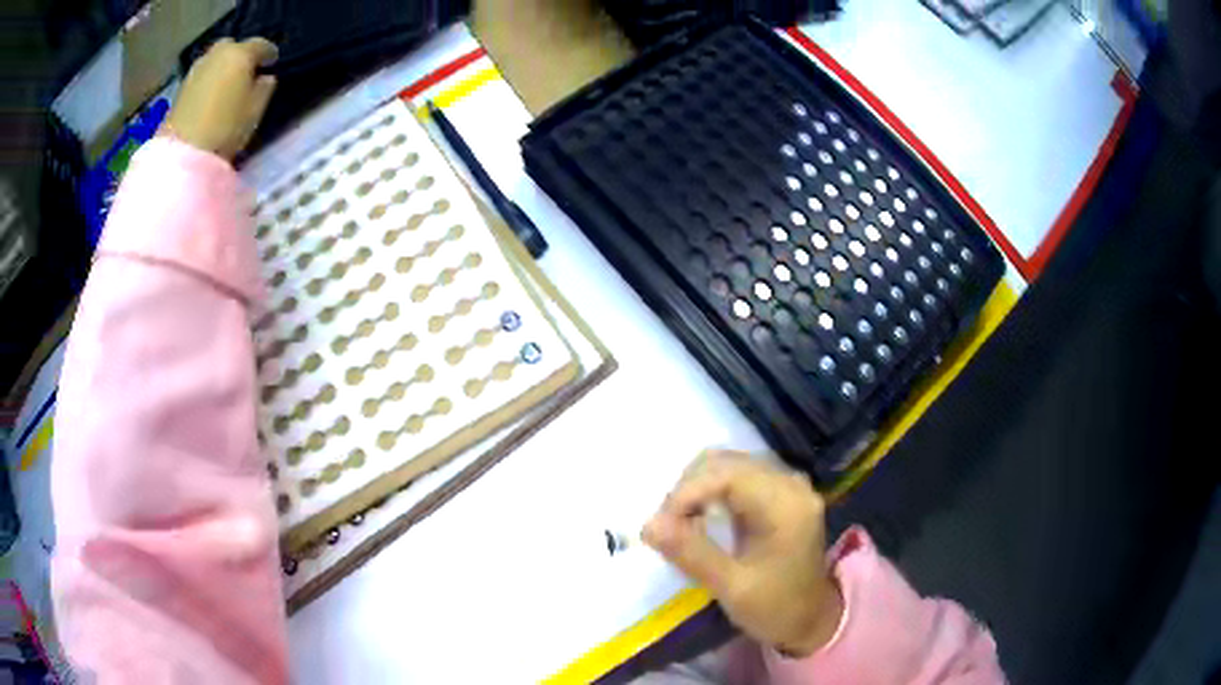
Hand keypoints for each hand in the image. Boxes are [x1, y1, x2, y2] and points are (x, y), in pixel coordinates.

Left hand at [162, 38, 278, 160]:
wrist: (183, 153)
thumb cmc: (226, 128)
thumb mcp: (255, 110)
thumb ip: (264, 89)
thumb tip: (265, 78)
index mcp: (240, 54)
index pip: (261, 45)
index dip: (268, 54)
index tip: (272, 64)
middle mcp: (218, 53)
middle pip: (233, 46)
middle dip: (240, 55)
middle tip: (245, 72)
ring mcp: (197, 69)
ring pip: (215, 59)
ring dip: (222, 67)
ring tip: (227, 85)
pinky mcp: (182, 87)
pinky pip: (202, 74)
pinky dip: (209, 79)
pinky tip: (211, 94)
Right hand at [643, 451, 843, 656]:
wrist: (811, 619)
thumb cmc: (775, 607)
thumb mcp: (732, 587)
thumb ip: (691, 554)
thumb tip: (647, 525)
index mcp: (786, 504)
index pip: (726, 474)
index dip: (686, 492)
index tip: (659, 525)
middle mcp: (790, 483)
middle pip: (726, 462)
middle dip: (688, 489)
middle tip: (666, 527)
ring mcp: (787, 484)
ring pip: (728, 465)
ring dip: (697, 488)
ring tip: (679, 523)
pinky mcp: (779, 493)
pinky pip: (737, 476)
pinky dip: (711, 492)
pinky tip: (700, 517)